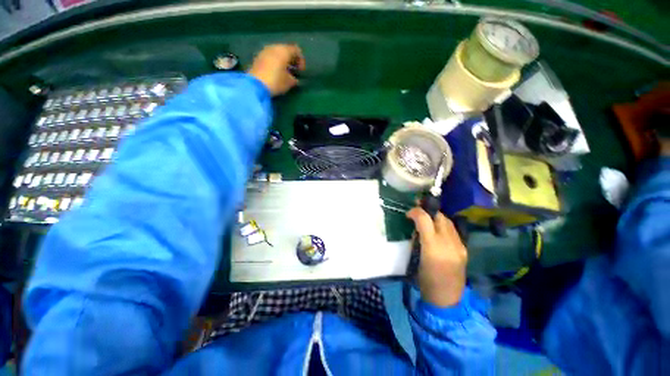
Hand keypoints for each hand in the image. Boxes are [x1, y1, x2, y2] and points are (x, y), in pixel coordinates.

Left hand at [247, 44, 305, 95]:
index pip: (296, 50)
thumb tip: (294, 78)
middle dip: (291, 60)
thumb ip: (294, 79)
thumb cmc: (276, 81)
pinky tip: (276, 73)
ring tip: (285, 73)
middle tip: (294, 71)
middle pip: (286, 50)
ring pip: (277, 53)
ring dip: (283, 61)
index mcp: (284, 51)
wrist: (255, 85)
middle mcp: (274, 47)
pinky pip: (270, 57)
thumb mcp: (289, 82)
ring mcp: (264, 51)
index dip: (301, 60)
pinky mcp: (258, 58)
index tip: (301, 72)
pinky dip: (275, 63)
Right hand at [407, 208, 467, 306]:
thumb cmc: (425, 281)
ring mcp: (459, 246)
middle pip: (439, 217)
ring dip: (436, 217)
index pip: (425, 220)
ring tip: (427, 218)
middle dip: (427, 211)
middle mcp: (449, 244)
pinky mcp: (464, 249)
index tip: (408, 213)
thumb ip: (417, 239)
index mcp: (432, 248)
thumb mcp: (415, 258)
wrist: (447, 299)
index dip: (415, 212)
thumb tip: (416, 227)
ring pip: (448, 221)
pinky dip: (444, 225)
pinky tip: (438, 229)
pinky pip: (453, 230)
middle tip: (417, 212)